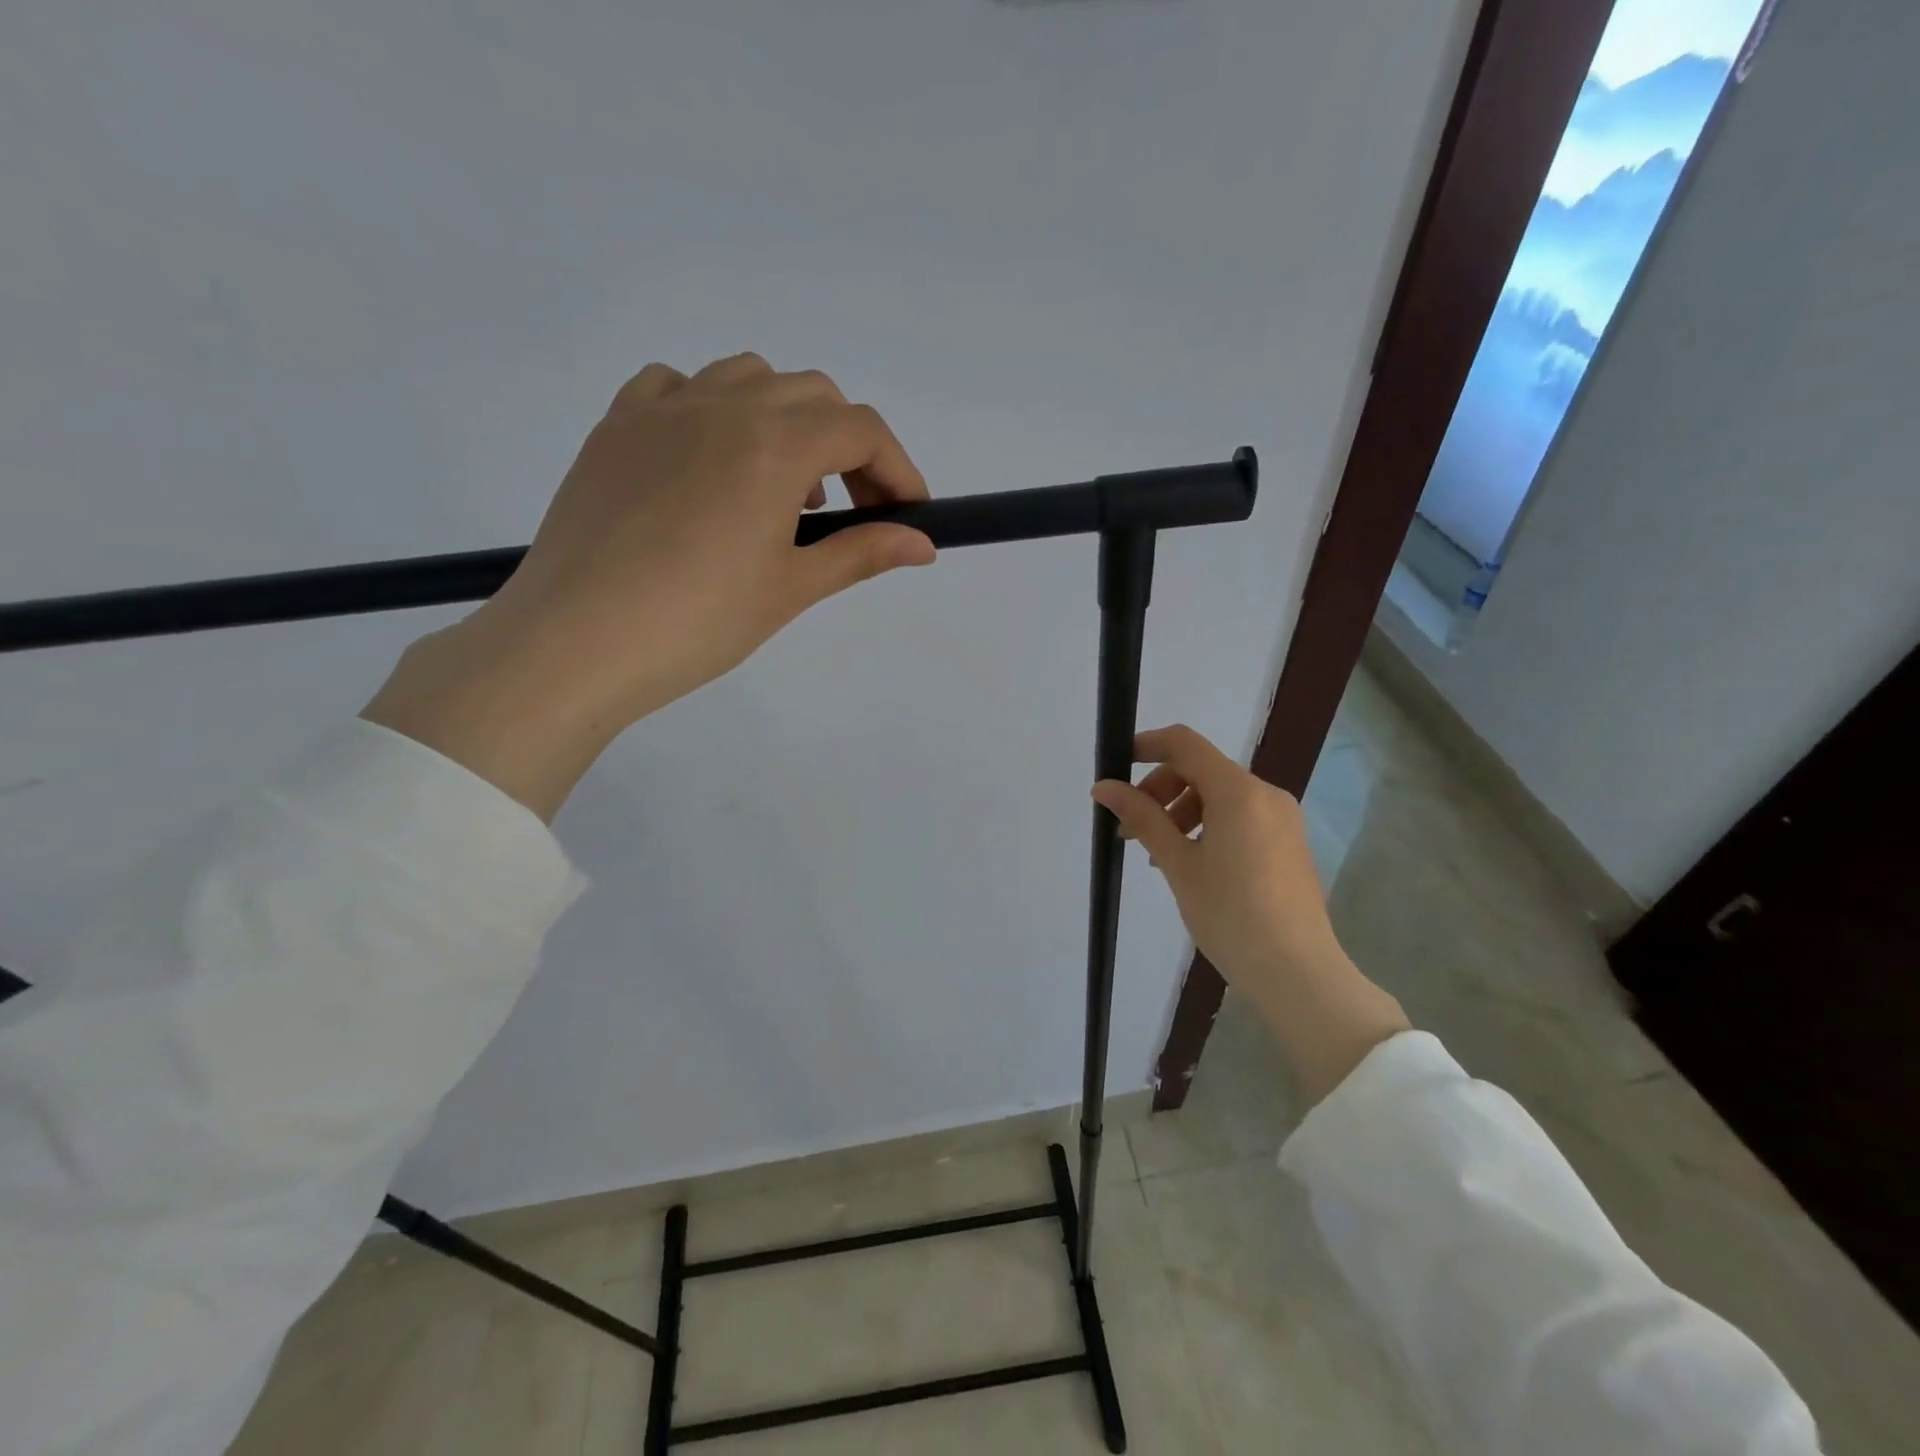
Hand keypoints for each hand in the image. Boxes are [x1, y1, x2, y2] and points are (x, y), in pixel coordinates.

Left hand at [364, 354, 935, 818]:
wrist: (577, 641)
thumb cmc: (698, 622)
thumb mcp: (791, 588)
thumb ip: (862, 554)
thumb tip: (923, 545)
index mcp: (773, 444)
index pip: (862, 429)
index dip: (898, 469)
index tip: (908, 515)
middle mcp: (722, 405)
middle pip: (814, 395)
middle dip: (850, 447)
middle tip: (853, 511)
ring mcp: (662, 408)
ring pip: (749, 377)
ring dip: (787, 421)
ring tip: (784, 488)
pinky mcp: (616, 426)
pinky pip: (677, 386)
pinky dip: (714, 409)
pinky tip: (712, 461)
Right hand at [1093, 725, 1408, 1102]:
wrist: (1297, 973)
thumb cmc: (1230, 914)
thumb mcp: (1178, 864)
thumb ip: (1142, 818)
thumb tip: (1104, 788)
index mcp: (1238, 791)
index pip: (1184, 744)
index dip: (1146, 746)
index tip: (1116, 767)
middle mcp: (1265, 794)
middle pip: (1201, 770)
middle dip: (1159, 790)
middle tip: (1130, 830)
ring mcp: (1282, 819)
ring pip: (1220, 796)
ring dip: (1181, 811)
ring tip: (1158, 854)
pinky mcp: (1289, 843)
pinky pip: (1240, 817)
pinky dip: (1208, 826)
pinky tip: (1192, 864)